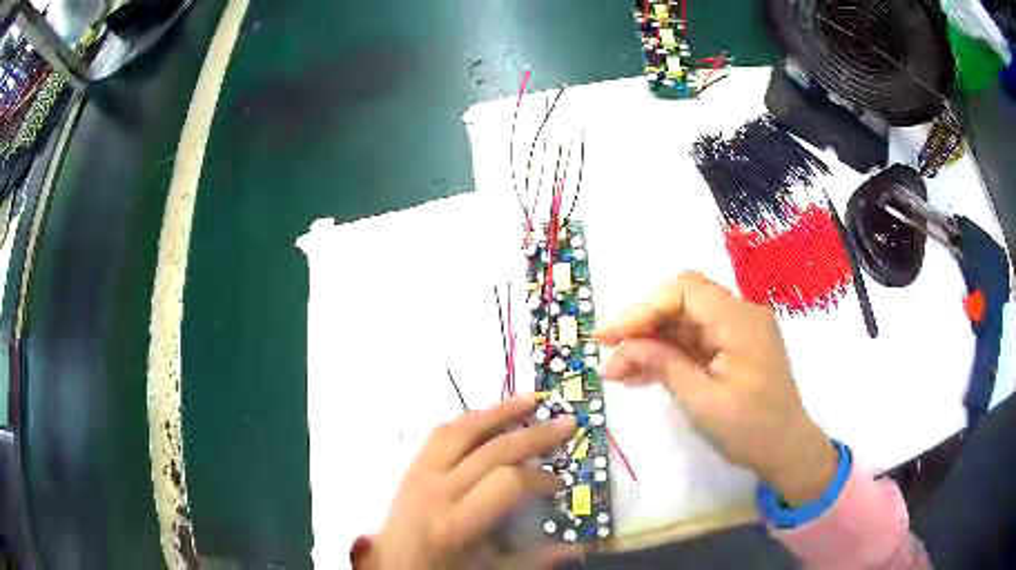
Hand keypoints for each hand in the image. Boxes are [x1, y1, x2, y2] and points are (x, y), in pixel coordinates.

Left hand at [363, 395, 579, 569]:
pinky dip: (469, 420)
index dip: (539, 478)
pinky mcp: (411, 466)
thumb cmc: (442, 569)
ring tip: (529, 400)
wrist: (393, 565)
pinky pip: (440, 433)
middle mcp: (437, 490)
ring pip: (461, 430)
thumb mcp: (491, 569)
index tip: (558, 482)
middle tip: (566, 424)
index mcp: (457, 522)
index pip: (507, 483)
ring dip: (498, 412)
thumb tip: (582, 546)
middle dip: (533, 435)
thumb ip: (536, 557)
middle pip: (490, 450)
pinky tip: (488, 415)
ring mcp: (420, 473)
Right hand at [596, 272, 836, 504]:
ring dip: (653, 341)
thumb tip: (625, 347)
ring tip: (619, 370)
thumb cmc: (751, 430)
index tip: (611, 337)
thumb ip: (664, 366)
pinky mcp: (737, 347)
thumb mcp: (702, 402)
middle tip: (610, 354)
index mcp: (739, 321)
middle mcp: (742, 314)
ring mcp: (740, 330)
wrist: (788, 450)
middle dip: (644, 325)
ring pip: (687, 322)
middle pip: (683, 302)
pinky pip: (698, 340)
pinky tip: (644, 373)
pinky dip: (671, 353)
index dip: (643, 309)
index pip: (685, 291)